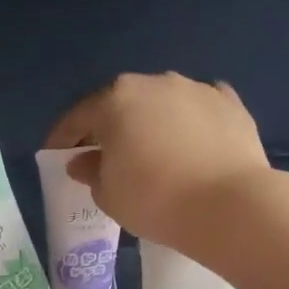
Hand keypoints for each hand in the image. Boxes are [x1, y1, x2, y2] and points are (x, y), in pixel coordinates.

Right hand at [46, 72, 269, 247]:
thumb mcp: (108, 194)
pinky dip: (189, 121)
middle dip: (109, 126)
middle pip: (121, 103)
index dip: (63, 138)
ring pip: (162, 102)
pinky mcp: (231, 103)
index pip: (78, 117)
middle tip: (104, 154)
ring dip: (150, 121)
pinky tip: (191, 139)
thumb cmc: (153, 199)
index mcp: (115, 100)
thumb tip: (83, 161)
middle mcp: (154, 83)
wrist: (229, 205)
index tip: (57, 155)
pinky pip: (199, 108)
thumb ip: (90, 171)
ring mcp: (196, 89)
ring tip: (151, 149)